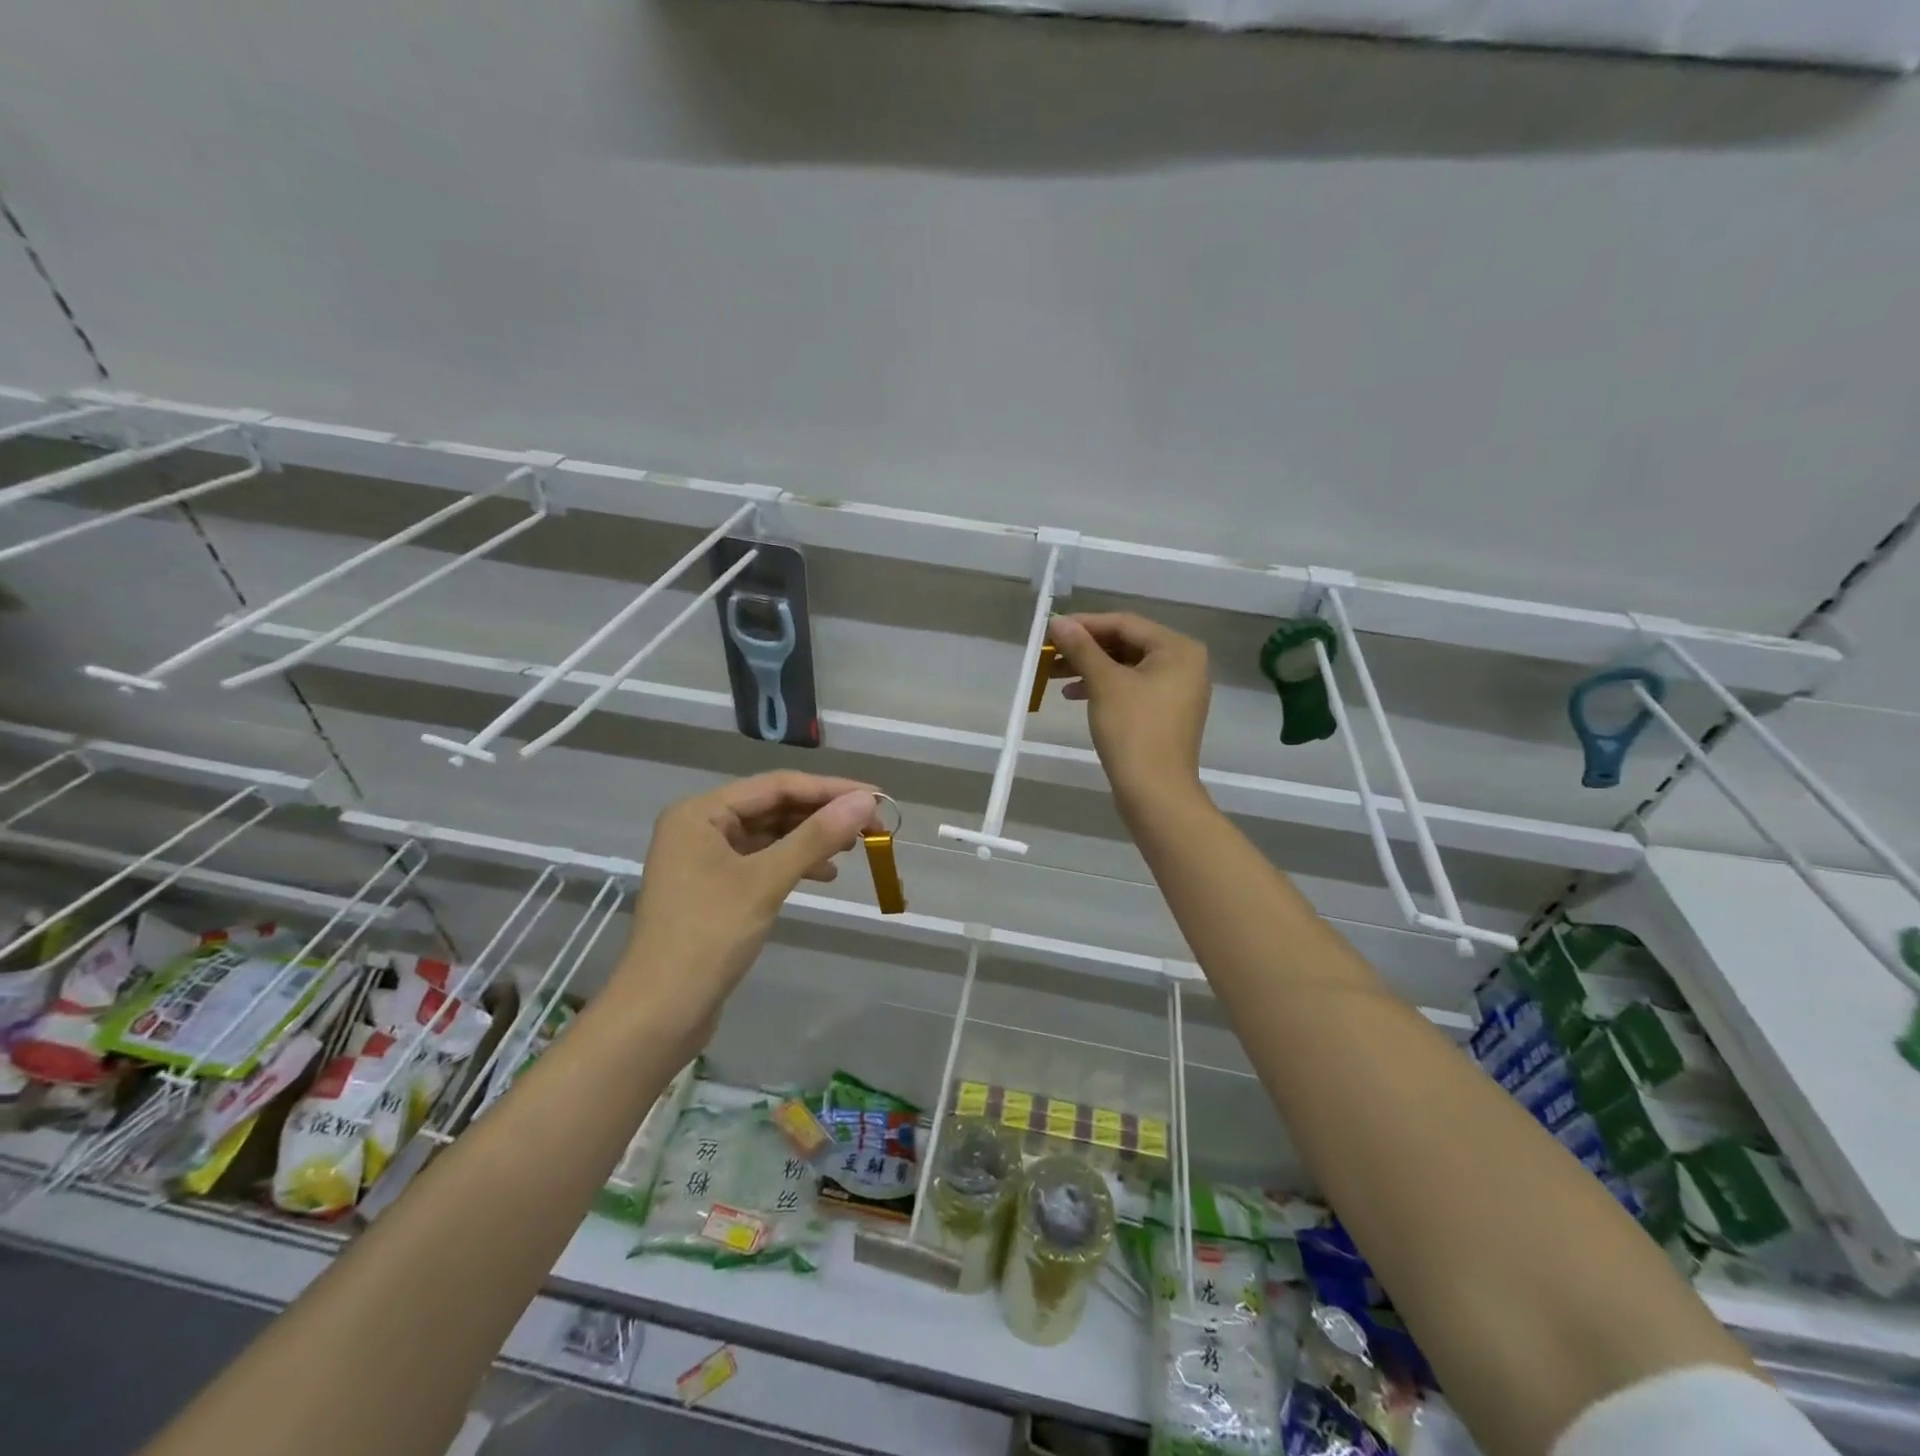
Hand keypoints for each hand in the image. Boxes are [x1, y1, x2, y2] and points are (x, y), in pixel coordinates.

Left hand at [614, 771, 877, 1044]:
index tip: (877, 797)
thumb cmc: (709, 937)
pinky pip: (761, 860)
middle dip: (823, 815)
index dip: (830, 789)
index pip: (777, 786)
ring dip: (811, 839)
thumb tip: (865, 801)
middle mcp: (699, 825)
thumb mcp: (766, 881)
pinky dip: (793, 863)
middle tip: (872, 826)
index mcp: (701, 812)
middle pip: (773, 807)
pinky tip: (824, 874)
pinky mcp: (712, 887)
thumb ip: (816, 837)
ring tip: (854, 848)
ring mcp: (703, 858)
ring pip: (769, 834)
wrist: (660, 1013)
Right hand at [1049, 613, 1210, 812]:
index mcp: (1178, 649)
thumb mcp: (1104, 683)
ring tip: (1054, 675)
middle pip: (1126, 644)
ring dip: (1090, 668)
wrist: (1155, 792)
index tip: (1051, 629)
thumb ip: (1081, 648)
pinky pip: (1131, 688)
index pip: (1124, 624)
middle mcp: (1184, 663)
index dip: (1085, 624)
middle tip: (1049, 653)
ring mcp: (1177, 690)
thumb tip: (1058, 621)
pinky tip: (1075, 694)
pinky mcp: (1165, 713)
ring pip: (1126, 667)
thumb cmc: (1133, 731)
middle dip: (1085, 649)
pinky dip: (1104, 687)